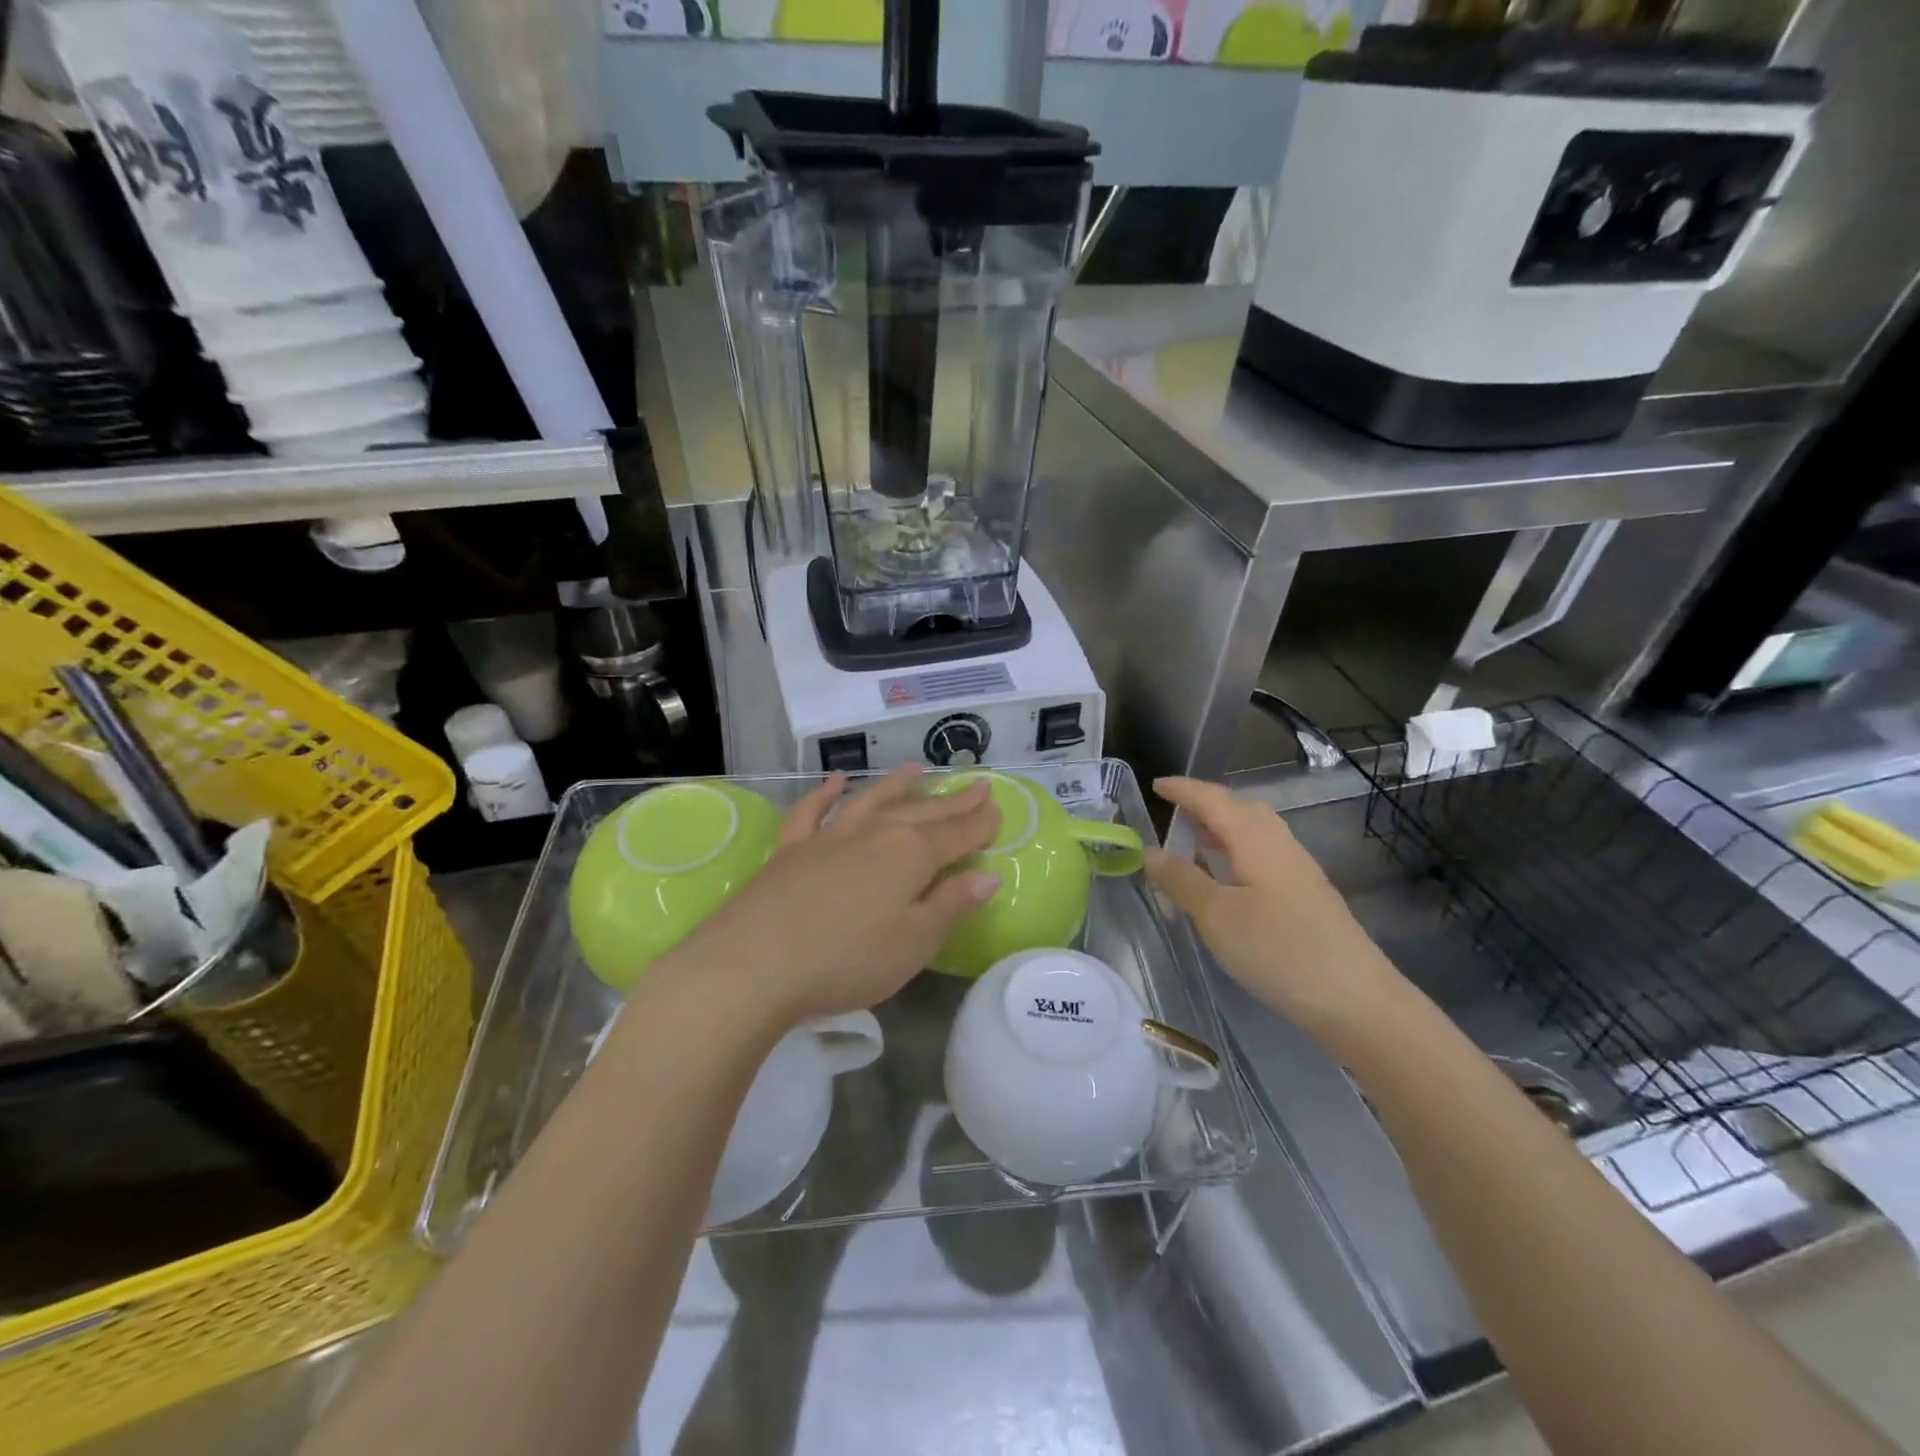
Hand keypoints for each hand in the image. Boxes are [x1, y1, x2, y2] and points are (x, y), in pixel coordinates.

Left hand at [658, 767, 1001, 1027]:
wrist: (754, 964)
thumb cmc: (847, 960)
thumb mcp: (914, 942)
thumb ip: (951, 905)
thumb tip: (988, 876)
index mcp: (910, 855)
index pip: (957, 835)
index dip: (980, 823)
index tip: (997, 808)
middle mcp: (874, 834)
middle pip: (921, 812)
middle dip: (952, 801)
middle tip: (976, 786)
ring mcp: (829, 838)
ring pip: (871, 801)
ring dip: (897, 785)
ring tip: (917, 769)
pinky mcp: (790, 850)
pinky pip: (812, 812)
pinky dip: (825, 794)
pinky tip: (835, 782)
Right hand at [1144, 776, 1415, 1048]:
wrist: (1356, 1000)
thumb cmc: (1278, 950)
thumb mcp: (1216, 916)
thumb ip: (1181, 880)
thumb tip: (1150, 852)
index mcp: (1255, 839)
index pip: (1213, 800)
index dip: (1183, 790)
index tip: (1156, 785)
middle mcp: (1280, 844)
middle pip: (1240, 809)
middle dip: (1205, 805)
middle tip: (1173, 813)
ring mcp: (1299, 870)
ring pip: (1256, 832)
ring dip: (1223, 829)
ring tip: (1194, 843)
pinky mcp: (1308, 895)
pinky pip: (1264, 855)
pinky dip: (1237, 852)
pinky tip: (1228, 880)